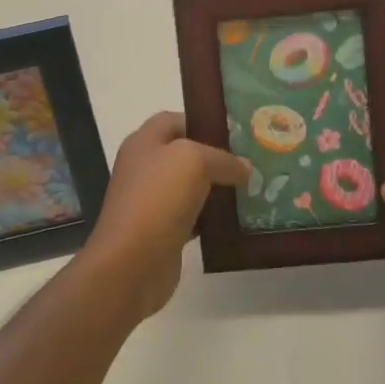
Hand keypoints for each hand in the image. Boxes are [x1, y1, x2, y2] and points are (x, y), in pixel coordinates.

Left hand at [82, 112, 249, 320]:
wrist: (131, 263)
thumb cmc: (157, 199)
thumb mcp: (194, 162)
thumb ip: (223, 159)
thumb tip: (244, 168)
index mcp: (144, 142)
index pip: (174, 120)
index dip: (203, 121)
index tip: (236, 133)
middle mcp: (145, 168)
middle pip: (185, 154)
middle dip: (217, 157)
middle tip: (251, 162)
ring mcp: (152, 202)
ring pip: (191, 187)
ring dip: (218, 189)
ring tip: (253, 189)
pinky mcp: (162, 232)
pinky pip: (194, 217)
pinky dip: (213, 219)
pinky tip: (237, 220)